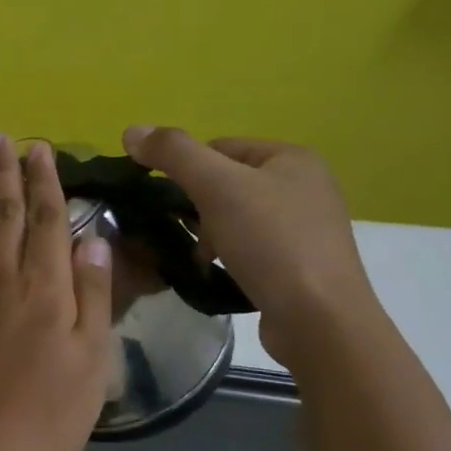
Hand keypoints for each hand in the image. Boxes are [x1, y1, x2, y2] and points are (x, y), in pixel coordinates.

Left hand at [0, 134, 112, 450]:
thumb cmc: (49, 412)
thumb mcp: (92, 359)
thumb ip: (92, 295)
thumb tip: (91, 239)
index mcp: (46, 288)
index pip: (46, 220)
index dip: (44, 181)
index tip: (40, 148)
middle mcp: (4, 279)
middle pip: (4, 214)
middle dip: (4, 173)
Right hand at [121, 126, 377, 367]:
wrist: (319, 321)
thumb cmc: (270, 243)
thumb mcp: (217, 187)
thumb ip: (173, 153)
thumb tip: (132, 130)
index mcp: (293, 157)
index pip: (218, 147)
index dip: (186, 170)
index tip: (168, 201)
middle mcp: (306, 185)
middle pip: (226, 182)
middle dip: (197, 206)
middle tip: (186, 232)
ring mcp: (306, 226)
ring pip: (235, 215)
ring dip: (209, 233)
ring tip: (201, 257)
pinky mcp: (300, 262)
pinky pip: (250, 245)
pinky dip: (228, 254)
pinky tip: (219, 271)